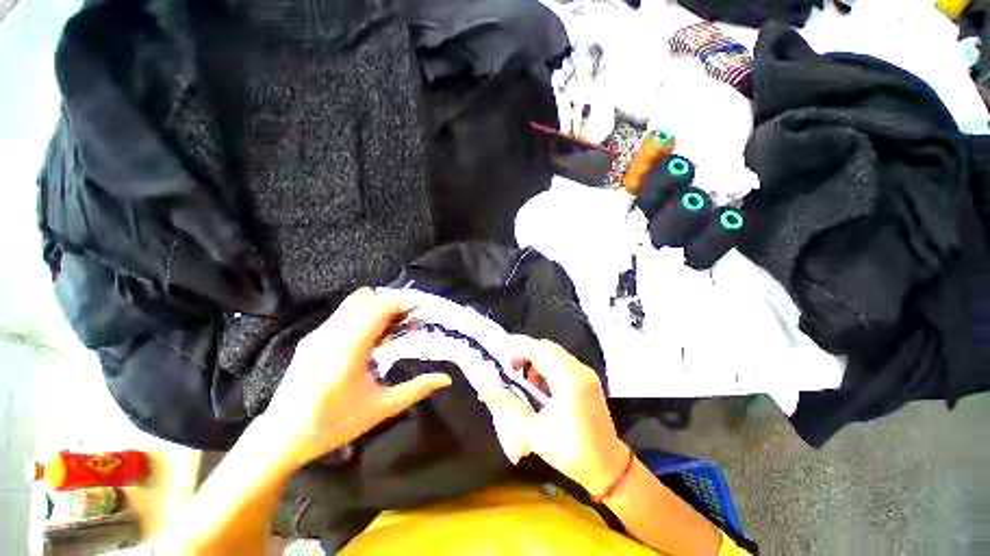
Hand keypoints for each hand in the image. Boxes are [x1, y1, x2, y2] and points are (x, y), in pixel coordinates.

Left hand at [259, 288, 451, 470]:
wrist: (281, 437)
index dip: (403, 303)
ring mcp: (318, 334)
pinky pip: (343, 314)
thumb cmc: (334, 424)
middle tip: (405, 323)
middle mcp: (331, 333)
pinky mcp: (312, 338)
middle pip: (366, 297)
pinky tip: (368, 341)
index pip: (379, 306)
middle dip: (390, 304)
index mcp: (348, 348)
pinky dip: (362, 317)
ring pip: (353, 303)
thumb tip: (446, 379)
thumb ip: (416, 389)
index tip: (419, 313)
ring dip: (376, 309)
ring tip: (389, 332)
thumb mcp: (381, 408)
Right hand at [483, 337, 627, 496]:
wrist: (608, 467)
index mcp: (569, 381)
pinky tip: (540, 386)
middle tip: (510, 368)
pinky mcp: (588, 379)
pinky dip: (548, 367)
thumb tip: (485, 390)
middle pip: (547, 348)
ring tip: (524, 379)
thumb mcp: (534, 433)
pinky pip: (563, 363)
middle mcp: (580, 371)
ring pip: (555, 354)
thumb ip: (507, 408)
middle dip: (526, 353)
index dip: (518, 347)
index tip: (502, 356)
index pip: (540, 350)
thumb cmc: (571, 452)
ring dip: (536, 360)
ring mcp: (586, 374)